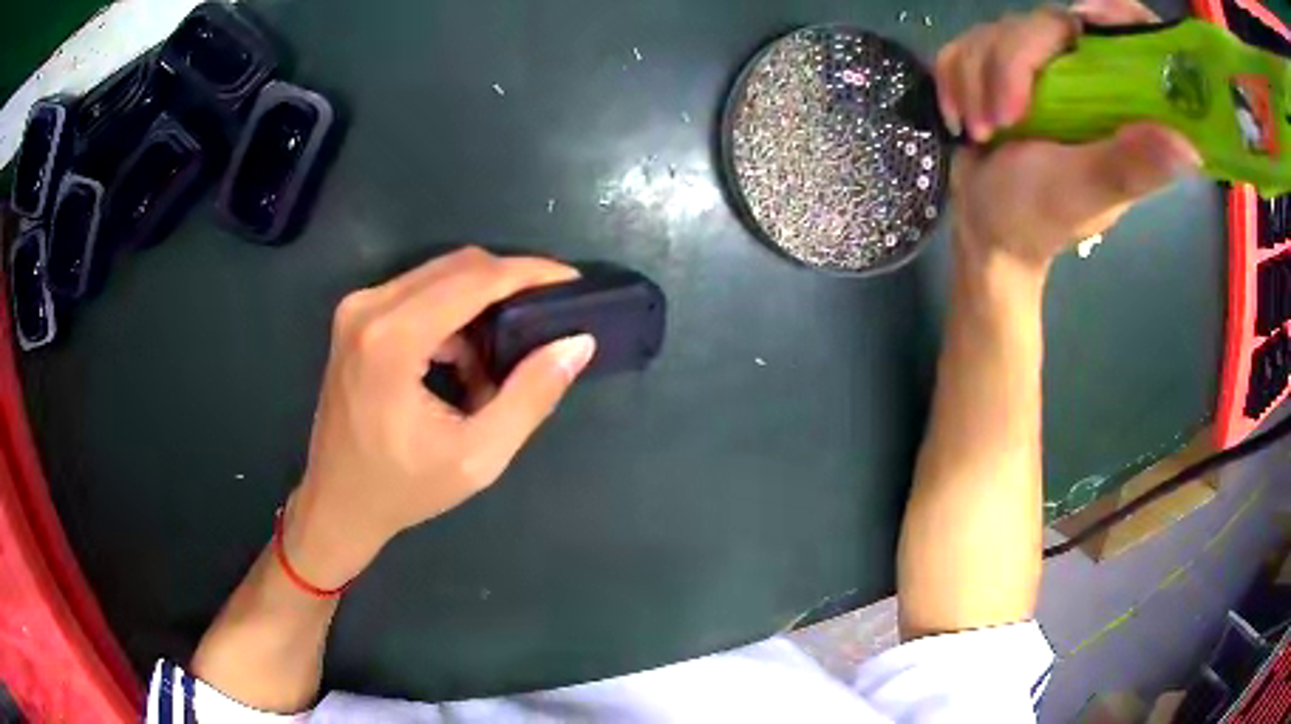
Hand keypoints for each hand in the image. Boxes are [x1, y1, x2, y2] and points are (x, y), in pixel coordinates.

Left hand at [283, 247, 595, 587]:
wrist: (337, 503)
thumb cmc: (404, 489)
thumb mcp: (478, 456)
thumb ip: (531, 396)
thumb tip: (577, 343)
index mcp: (392, 338)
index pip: (474, 278)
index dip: (529, 273)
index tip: (572, 282)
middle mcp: (369, 307)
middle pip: (458, 267)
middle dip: (509, 285)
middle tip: (549, 317)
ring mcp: (358, 309)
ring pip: (439, 277)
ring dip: (480, 307)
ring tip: (501, 363)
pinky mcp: (356, 318)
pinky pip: (419, 295)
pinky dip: (452, 319)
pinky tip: (464, 365)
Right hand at [937, 0, 1199, 268]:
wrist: (984, 231)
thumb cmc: (1038, 218)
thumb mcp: (1088, 191)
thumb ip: (1131, 165)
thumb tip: (1191, 148)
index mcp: (1119, 105)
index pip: (1132, 36)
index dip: (1118, 15)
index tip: (1086, 19)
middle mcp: (1083, 78)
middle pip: (1045, 23)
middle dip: (1008, 65)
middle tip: (1002, 121)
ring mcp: (1038, 71)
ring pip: (997, 30)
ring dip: (976, 79)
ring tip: (983, 132)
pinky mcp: (999, 71)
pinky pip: (968, 43)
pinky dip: (955, 79)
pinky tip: (963, 117)